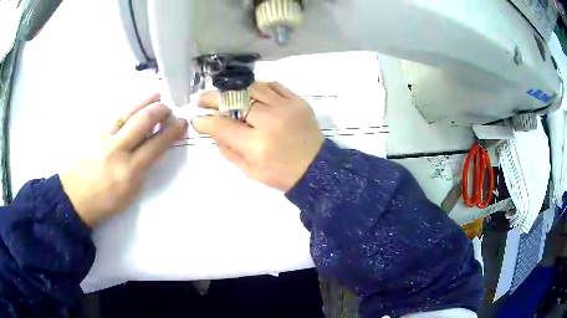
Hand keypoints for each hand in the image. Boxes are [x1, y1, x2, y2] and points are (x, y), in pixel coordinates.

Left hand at [60, 94, 187, 226]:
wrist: (75, 197)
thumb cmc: (104, 202)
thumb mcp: (129, 193)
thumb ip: (141, 169)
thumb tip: (151, 149)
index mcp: (129, 171)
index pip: (156, 145)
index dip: (172, 132)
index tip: (182, 123)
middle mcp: (118, 150)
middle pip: (142, 122)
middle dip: (160, 111)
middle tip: (169, 109)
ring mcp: (105, 138)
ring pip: (128, 114)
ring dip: (145, 103)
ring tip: (156, 95)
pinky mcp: (96, 134)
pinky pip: (116, 117)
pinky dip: (129, 109)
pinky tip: (134, 106)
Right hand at [192, 82, 323, 191]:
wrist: (316, 169)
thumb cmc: (281, 174)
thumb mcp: (249, 171)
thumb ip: (227, 150)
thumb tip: (212, 129)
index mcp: (257, 145)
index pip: (222, 126)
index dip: (205, 121)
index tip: (197, 118)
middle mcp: (270, 122)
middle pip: (235, 101)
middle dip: (213, 98)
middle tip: (202, 99)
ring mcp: (286, 108)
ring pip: (253, 88)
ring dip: (235, 90)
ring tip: (227, 95)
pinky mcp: (299, 101)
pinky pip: (273, 86)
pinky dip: (258, 88)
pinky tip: (251, 94)